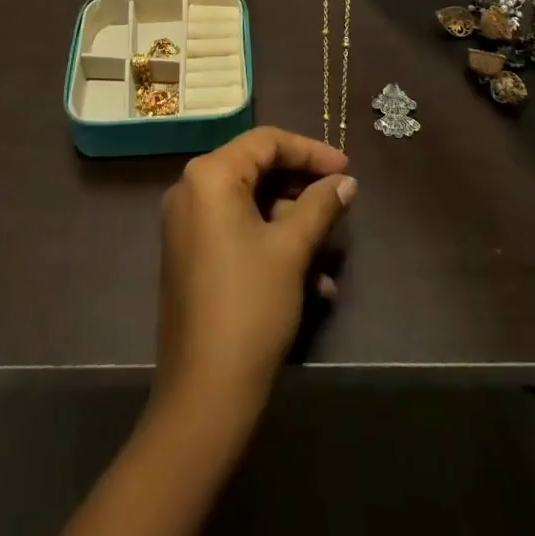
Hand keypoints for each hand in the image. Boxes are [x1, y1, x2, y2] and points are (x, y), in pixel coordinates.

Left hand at [155, 128, 355, 409]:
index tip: (347, 168)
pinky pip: (237, 231)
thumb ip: (320, 206)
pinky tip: (313, 283)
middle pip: (256, 169)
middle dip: (302, 189)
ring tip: (330, 255)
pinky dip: (272, 245)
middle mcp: (191, 189)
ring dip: (293, 224)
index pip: (265, 141)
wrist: (204, 393)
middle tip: (341, 202)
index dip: (310, 151)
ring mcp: (187, 223)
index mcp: (209, 175)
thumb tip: (346, 181)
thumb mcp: (291, 250)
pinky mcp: (191, 254)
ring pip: (251, 205)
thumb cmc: (250, 306)